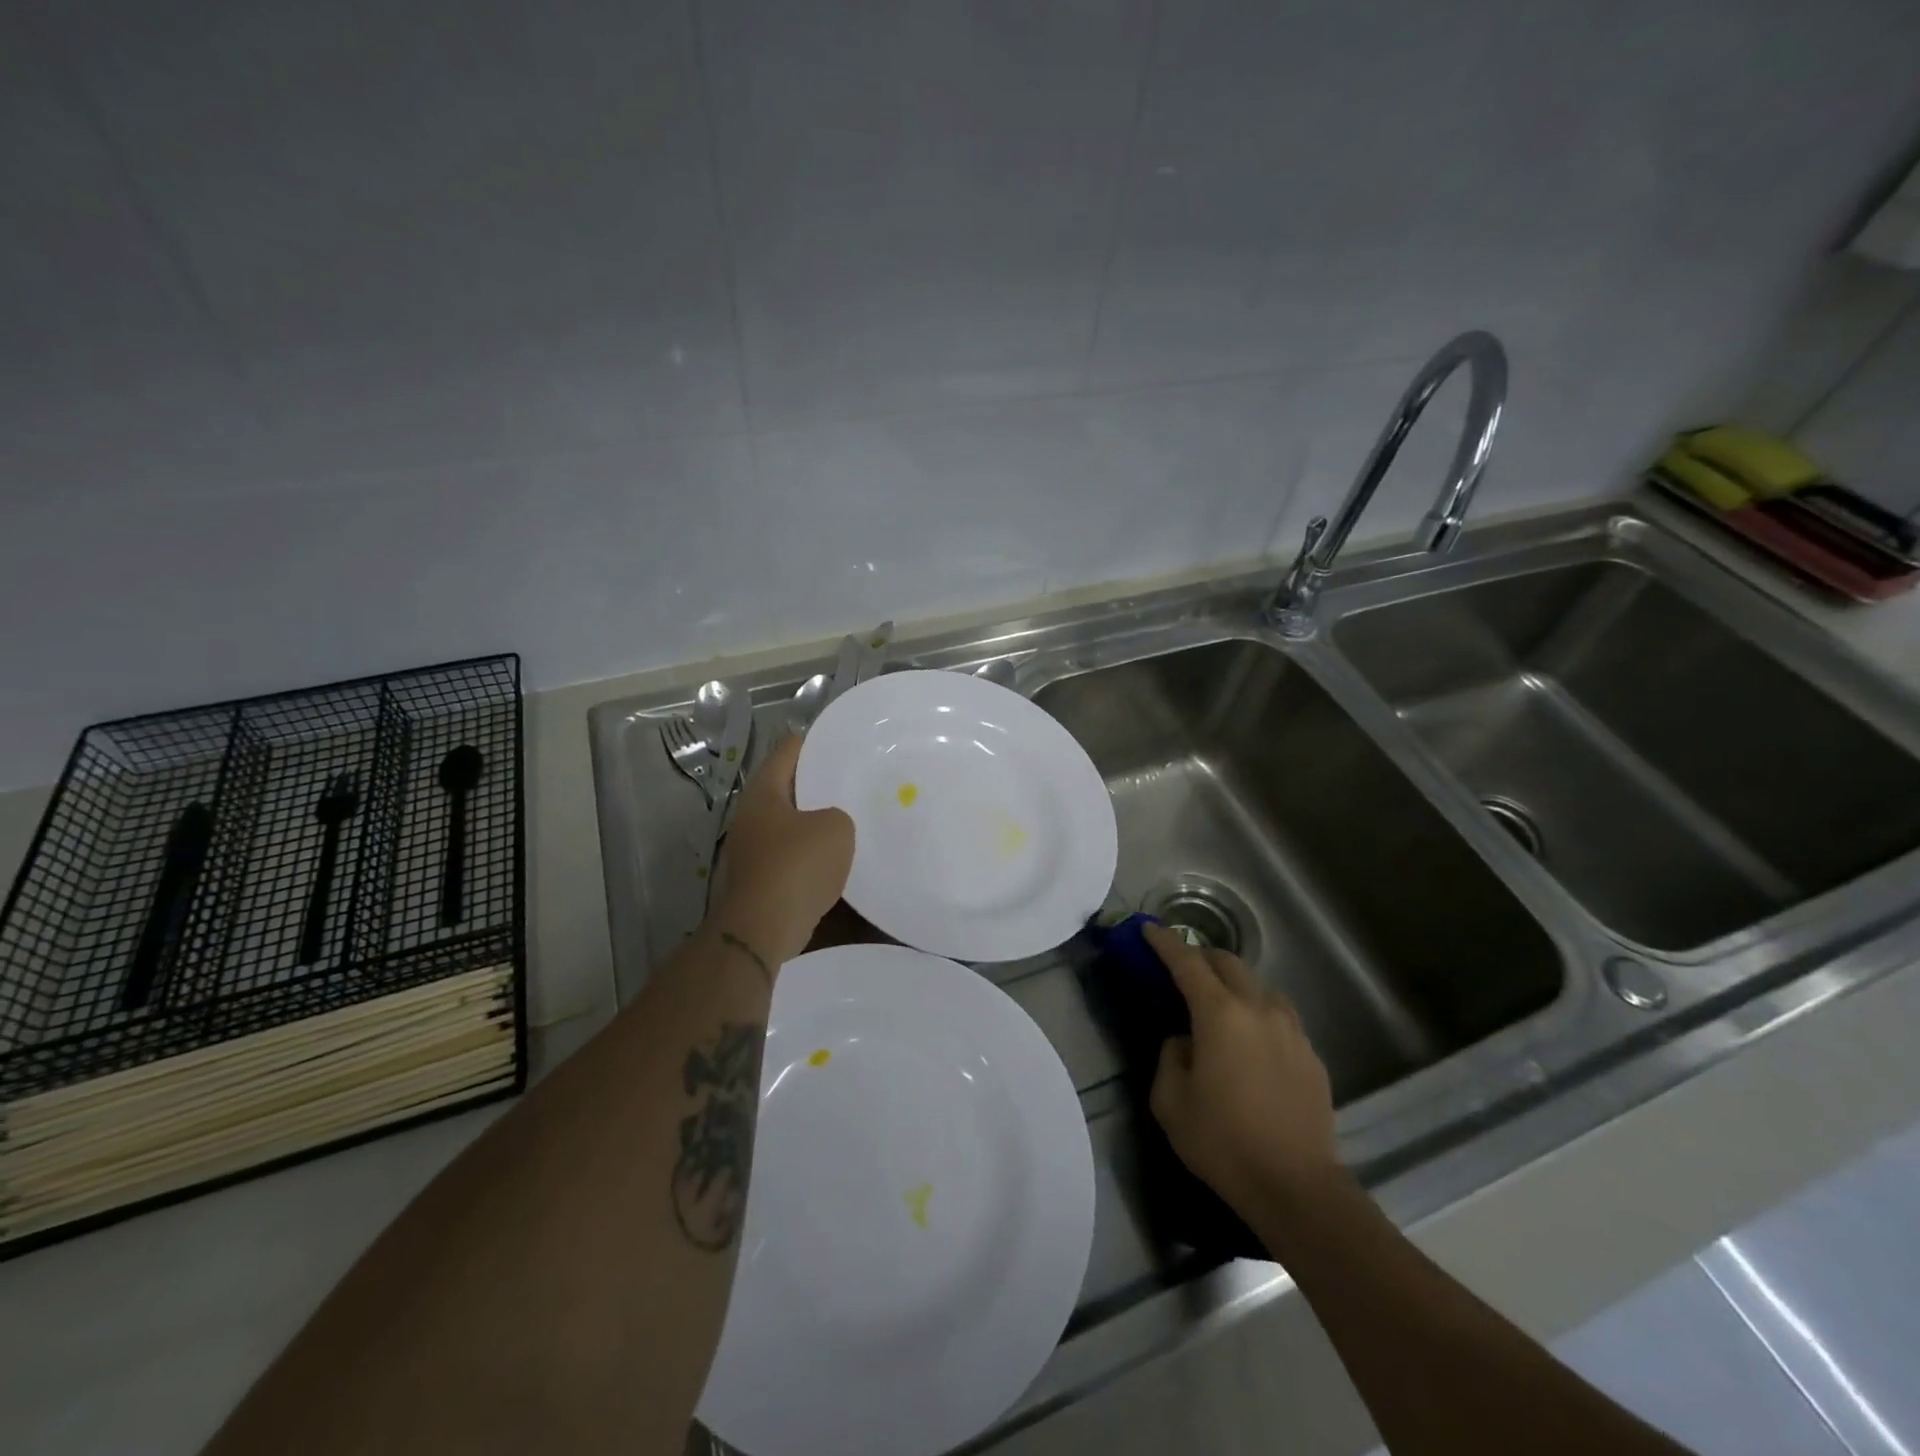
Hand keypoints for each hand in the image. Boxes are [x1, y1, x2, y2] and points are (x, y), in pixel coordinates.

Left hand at [711, 736, 854, 967]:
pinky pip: (791, 859)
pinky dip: (812, 857)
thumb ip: (838, 814)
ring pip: (790, 827)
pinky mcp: (759, 882)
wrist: (764, 928)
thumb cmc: (797, 865)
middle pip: (788, 790)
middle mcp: (751, 818)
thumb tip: (831, 824)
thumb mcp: (836, 827)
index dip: (815, 743)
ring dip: (815, 826)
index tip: (843, 744)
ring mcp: (751, 852)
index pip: (788, 751)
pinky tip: (838, 861)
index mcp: (763, 793)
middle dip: (818, 787)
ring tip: (852, 821)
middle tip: (854, 784)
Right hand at [1145, 923, 1344, 1220]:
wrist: (1297, 1188)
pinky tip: (1250, 1042)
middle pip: (1228, 963)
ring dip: (1233, 984)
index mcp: (1220, 1014)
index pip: (1187, 962)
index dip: (1165, 942)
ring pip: (1259, 987)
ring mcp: (1291, 1030)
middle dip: (1201, 956)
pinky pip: (1279, 1017)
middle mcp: (1258, 1009)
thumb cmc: (1223, 1142)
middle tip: (1181, 968)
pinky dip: (1257, 1013)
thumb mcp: (1171, 1100)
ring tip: (1218, 1005)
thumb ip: (1171, 1056)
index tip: (1149, 929)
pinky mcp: (1311, 1055)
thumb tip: (1185, 1041)